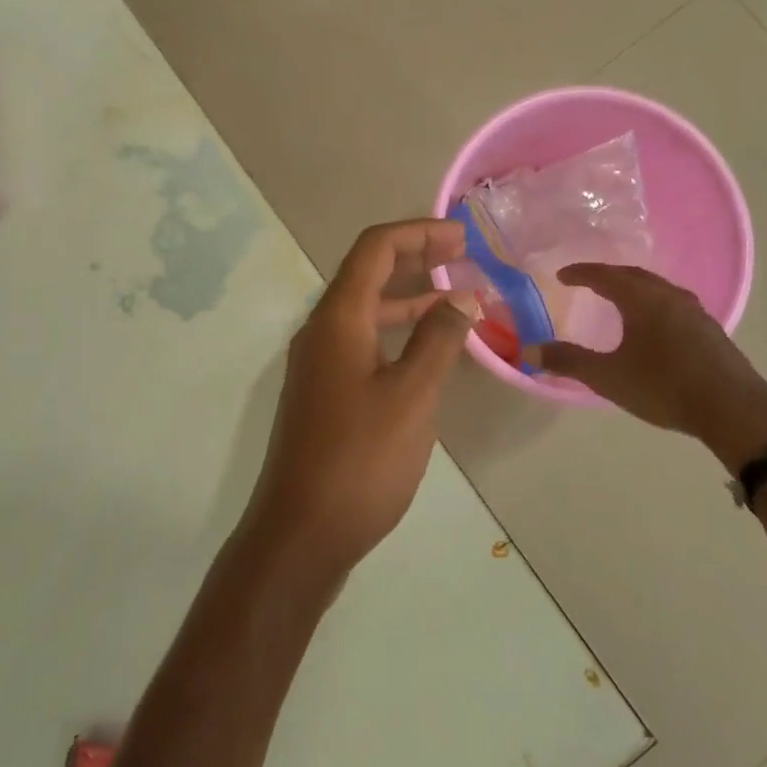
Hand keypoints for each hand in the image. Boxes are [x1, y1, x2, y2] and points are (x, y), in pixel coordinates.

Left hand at [244, 220, 474, 582]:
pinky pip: (364, 343)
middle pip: (368, 274)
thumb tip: (464, 296)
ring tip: (459, 301)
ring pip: (367, 311)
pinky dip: (398, 334)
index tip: (463, 238)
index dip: (418, 233)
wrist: (301, 533)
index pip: (374, 249)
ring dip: (410, 299)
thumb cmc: (360, 460)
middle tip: (465, 258)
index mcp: (337, 319)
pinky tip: (430, 353)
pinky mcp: (325, 394)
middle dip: (416, 258)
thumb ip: (438, 340)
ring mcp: (319, 365)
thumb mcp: (411, 396)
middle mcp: (321, 332)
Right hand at [537, 264, 766, 470]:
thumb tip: (529, 351)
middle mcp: (670, 296)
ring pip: (658, 289)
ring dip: (634, 290)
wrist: (734, 410)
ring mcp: (696, 312)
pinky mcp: (711, 331)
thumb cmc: (664, 387)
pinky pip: (673, 305)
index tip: (561, 275)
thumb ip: (568, 362)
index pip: (605, 276)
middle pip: (634, 276)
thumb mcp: (608, 377)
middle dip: (608, 276)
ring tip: (619, 301)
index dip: (581, 273)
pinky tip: (653, 326)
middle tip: (588, 282)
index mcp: (643, 299)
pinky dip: (653, 305)